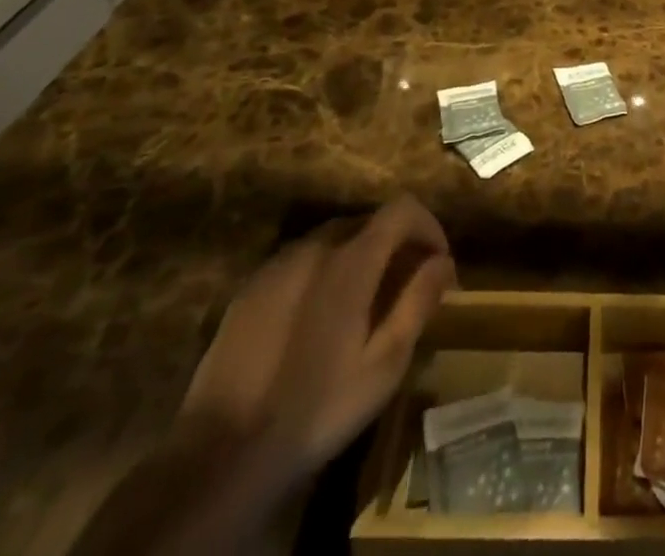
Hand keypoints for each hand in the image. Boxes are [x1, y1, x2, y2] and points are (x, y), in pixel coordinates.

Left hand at [180, 196, 456, 483]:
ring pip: (332, 239)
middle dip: (395, 243)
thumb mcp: (384, 364)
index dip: (428, 225)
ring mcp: (277, 265)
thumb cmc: (316, 408)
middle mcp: (315, 248)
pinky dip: (323, 272)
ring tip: (364, 301)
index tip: (438, 261)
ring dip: (358, 256)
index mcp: (351, 261)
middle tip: (406, 285)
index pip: (402, 209)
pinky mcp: (250, 288)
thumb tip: (443, 262)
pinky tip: (318, 319)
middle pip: (367, 222)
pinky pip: (299, 261)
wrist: (221, 455)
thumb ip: (418, 303)